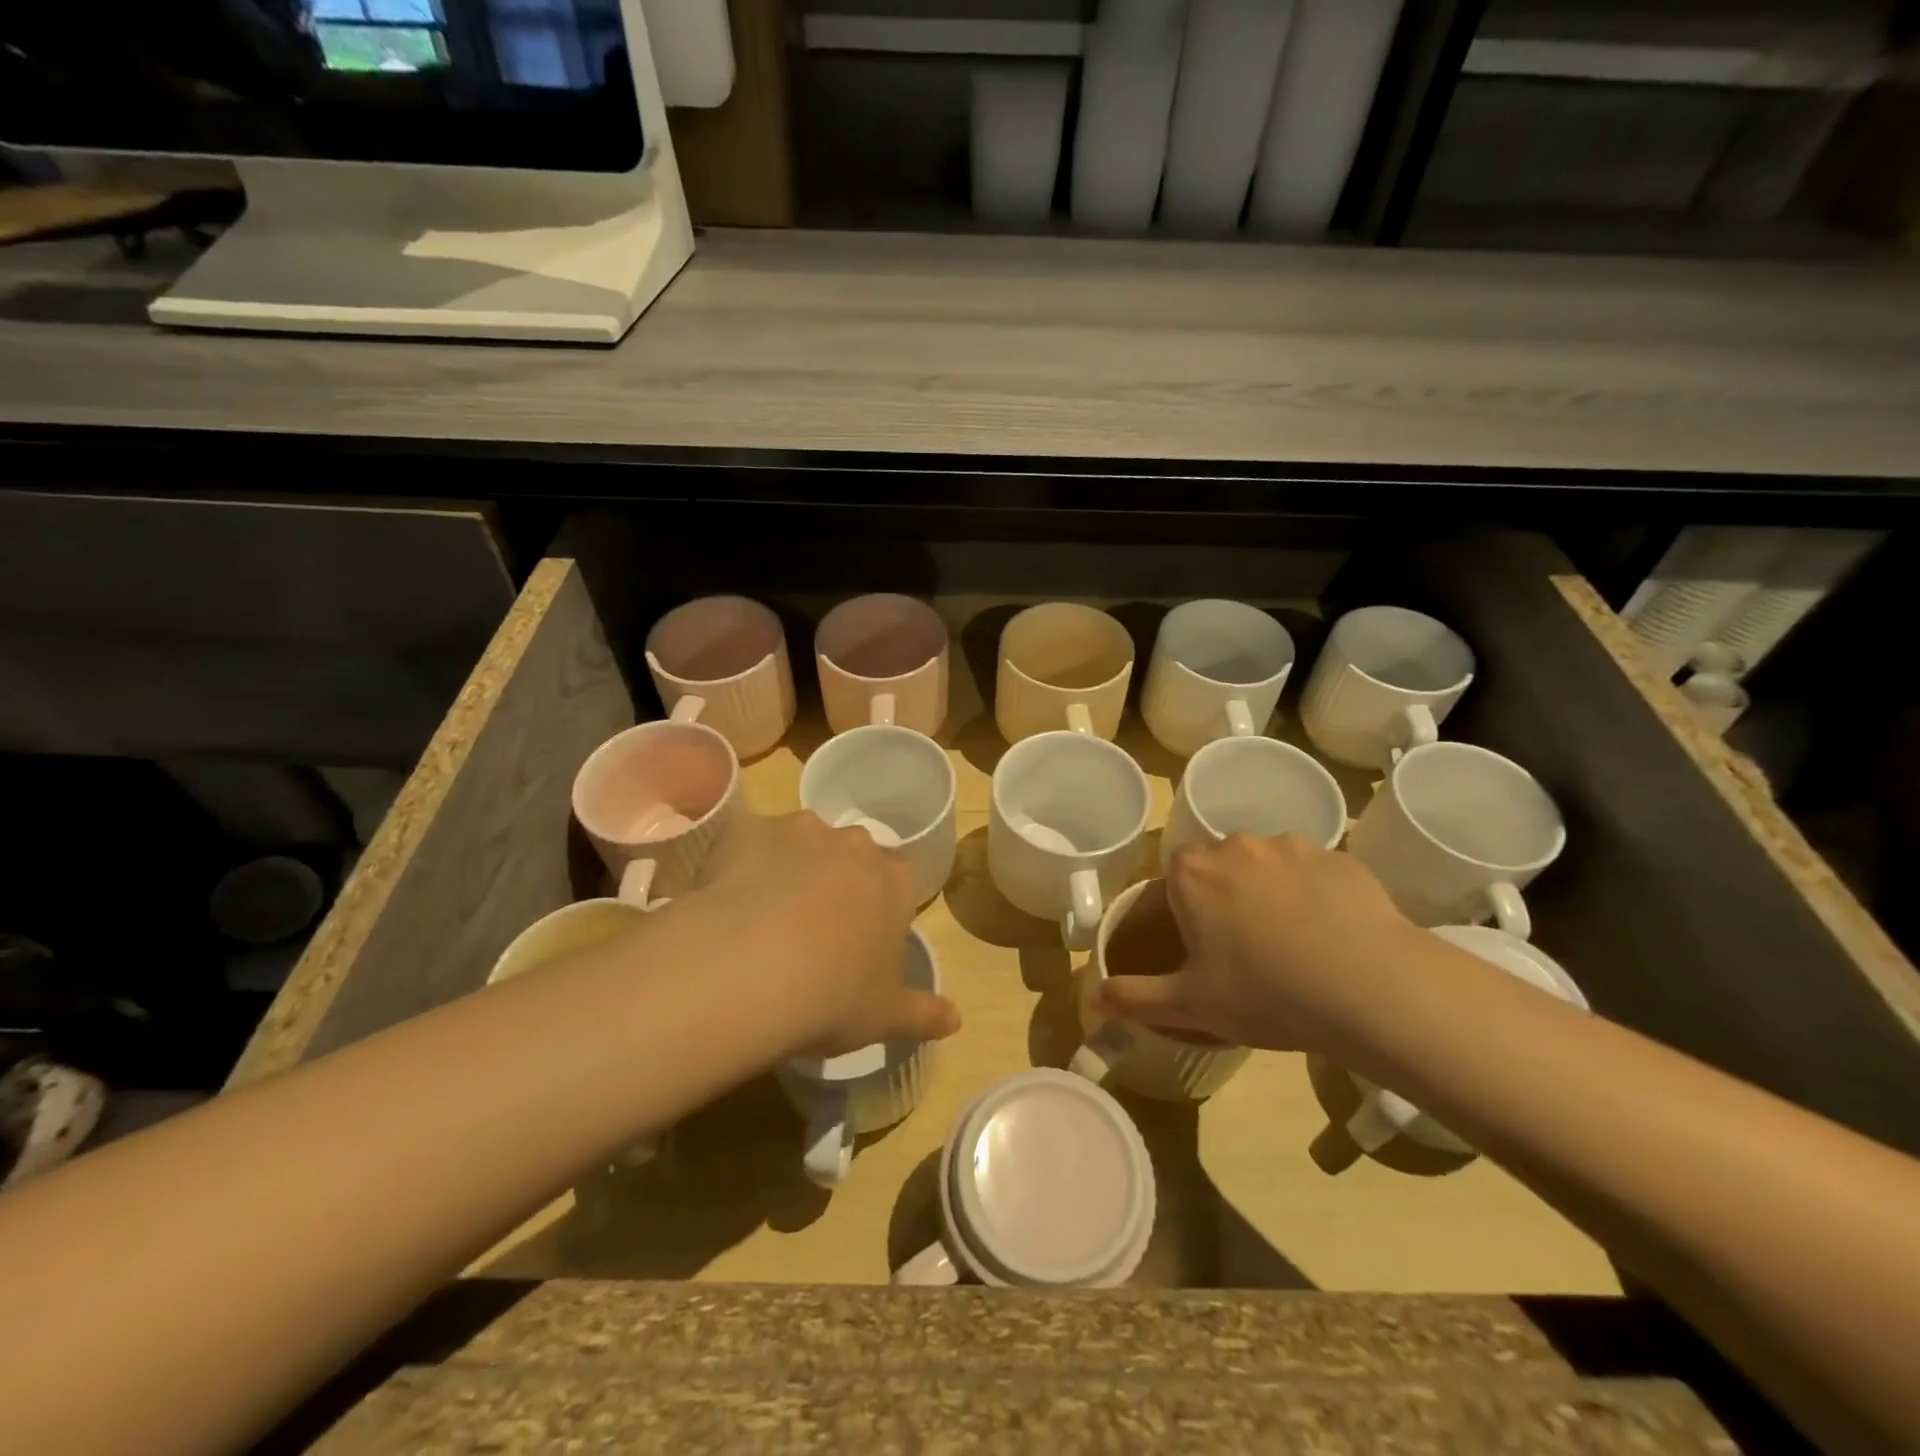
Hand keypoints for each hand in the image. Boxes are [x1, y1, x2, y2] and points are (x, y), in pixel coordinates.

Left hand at [690, 811, 960, 1057]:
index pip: (897, 876)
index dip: (878, 902)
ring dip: (788, 866)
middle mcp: (851, 844)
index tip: (860, 934)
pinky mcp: (747, 829)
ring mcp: (798, 830)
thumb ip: (923, 1013)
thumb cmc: (833, 997)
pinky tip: (724, 897)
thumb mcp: (886, 1016)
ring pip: (798, 842)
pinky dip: (738, 860)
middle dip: (835, 878)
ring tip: (762, 916)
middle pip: (849, 853)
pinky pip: (745, 838)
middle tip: (811, 926)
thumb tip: (955, 1019)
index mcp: (893, 880)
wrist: (750, 974)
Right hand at [1096, 833, 1424, 1051]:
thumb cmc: (1266, 994)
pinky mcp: (1341, 856)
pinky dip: (1315, 893)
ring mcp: (1292, 845)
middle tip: (1247, 947)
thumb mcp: (1190, 1005)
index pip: (1174, 874)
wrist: (1372, 989)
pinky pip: (1314, 871)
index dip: (1186, 907)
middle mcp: (1237, 844)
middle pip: (1219, 864)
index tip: (1203, 944)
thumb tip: (1090, 1001)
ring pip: (1267, 864)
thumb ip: (1134, 998)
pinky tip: (1332, 934)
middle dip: (1226, 895)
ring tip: (1294, 942)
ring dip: (1270, 890)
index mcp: (1193, 873)